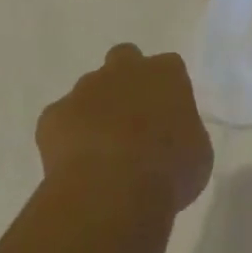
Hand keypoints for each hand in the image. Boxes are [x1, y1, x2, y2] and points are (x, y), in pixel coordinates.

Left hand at [36, 44, 213, 215]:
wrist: (113, 193)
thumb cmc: (168, 172)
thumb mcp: (197, 154)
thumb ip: (184, 134)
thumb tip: (172, 140)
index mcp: (166, 73)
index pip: (168, 69)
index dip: (164, 92)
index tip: (164, 119)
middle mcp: (126, 69)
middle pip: (124, 59)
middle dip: (124, 81)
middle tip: (128, 120)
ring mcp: (86, 88)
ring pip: (89, 89)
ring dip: (94, 110)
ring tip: (98, 151)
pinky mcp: (53, 115)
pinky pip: (59, 121)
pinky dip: (64, 138)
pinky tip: (74, 166)